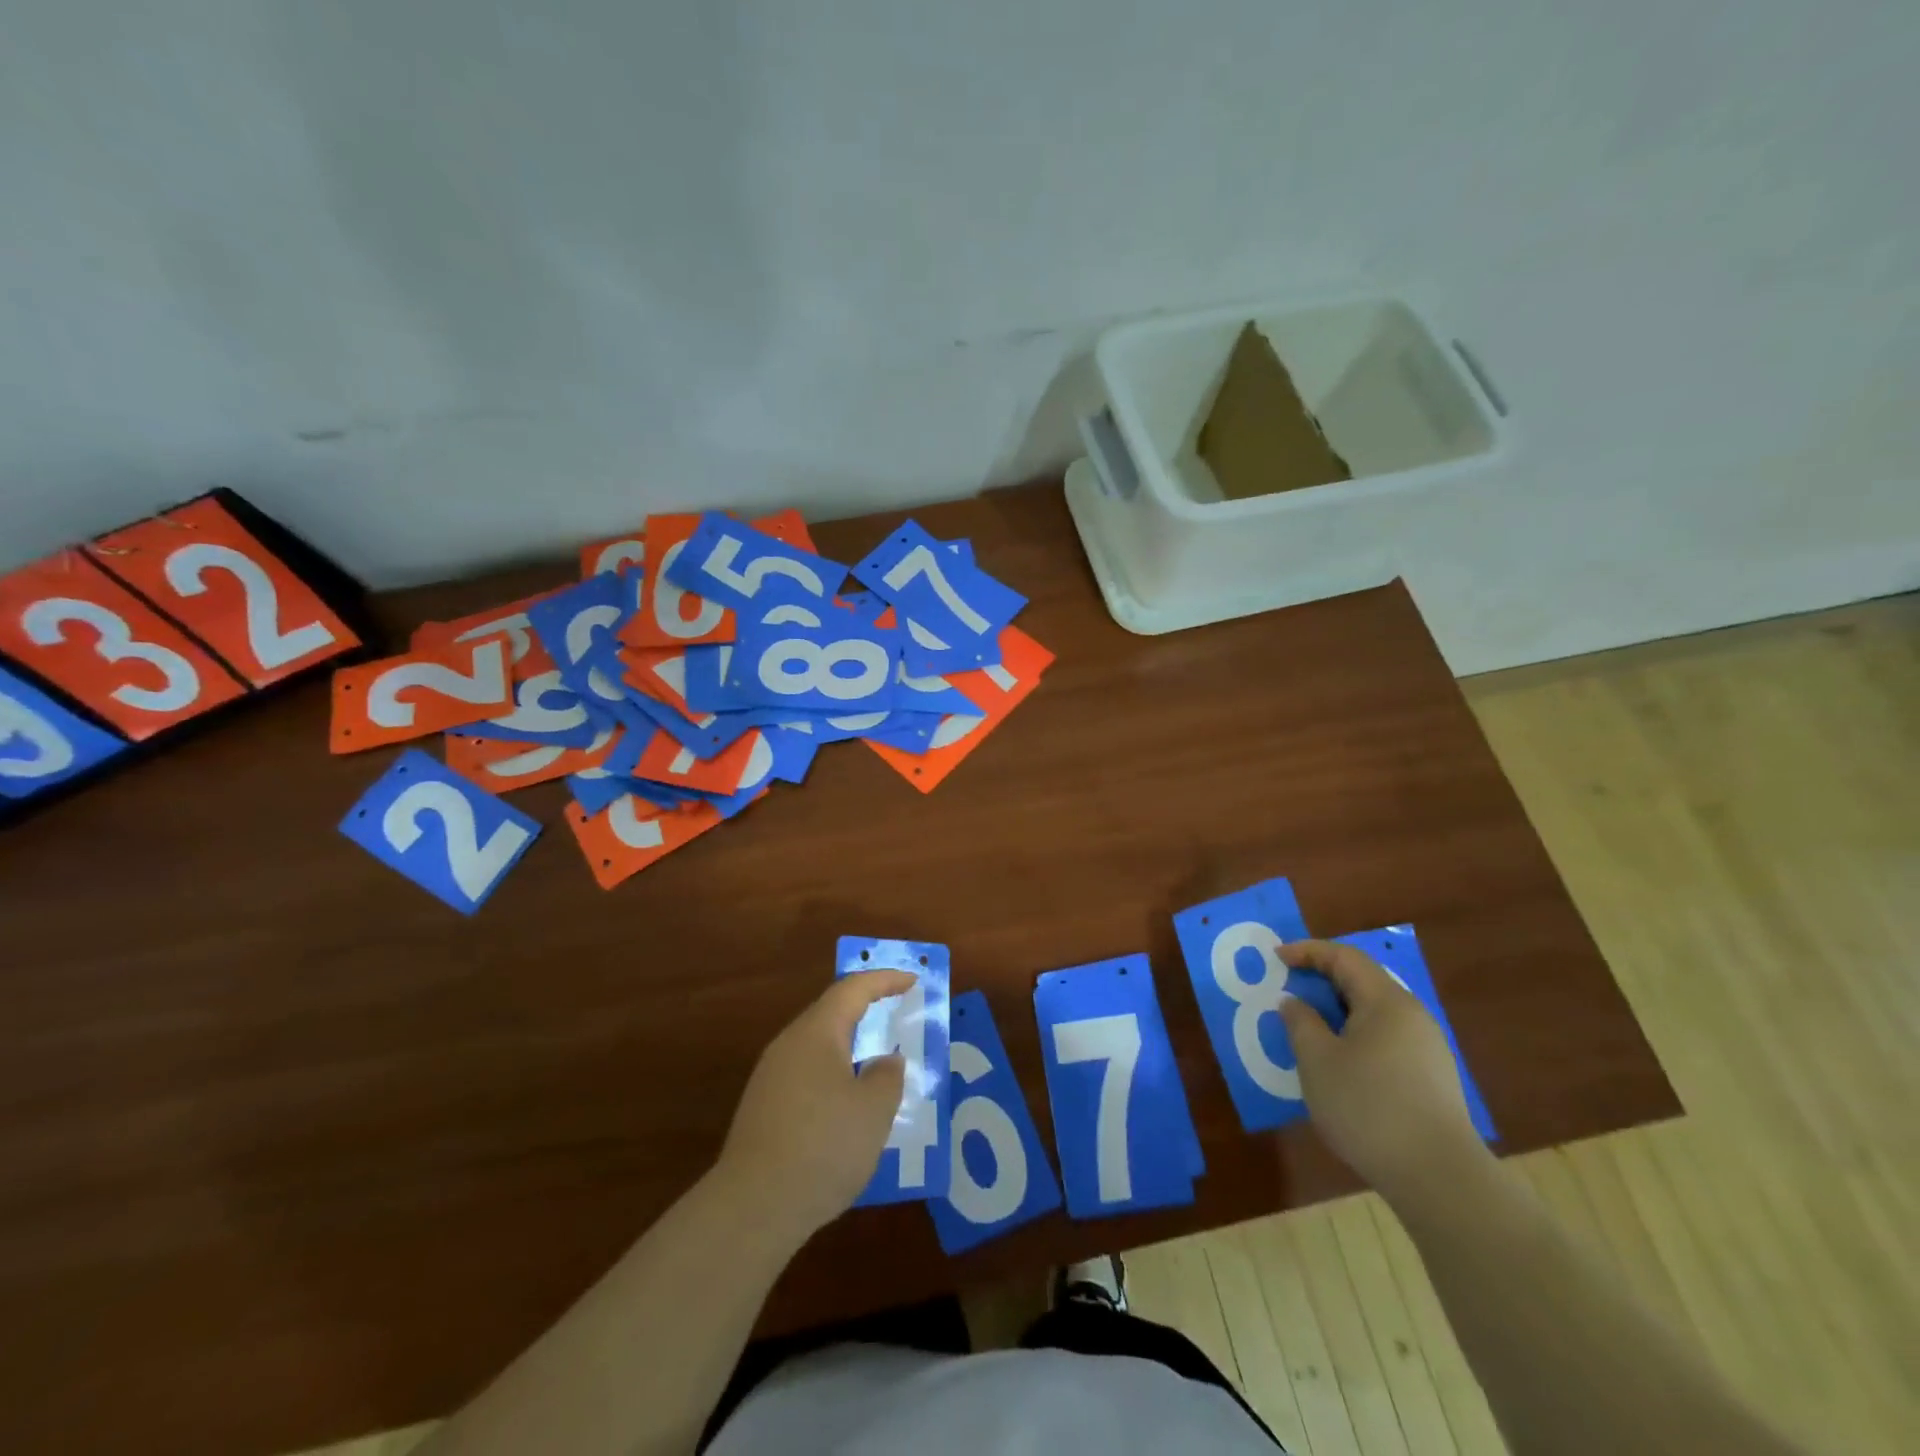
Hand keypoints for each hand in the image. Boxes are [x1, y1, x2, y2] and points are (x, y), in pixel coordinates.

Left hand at [716, 971, 913, 1240]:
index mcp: (817, 1032)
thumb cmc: (823, 1145)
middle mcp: (789, 1044)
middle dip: (866, 1010)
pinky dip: (834, 1075)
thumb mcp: (874, 1109)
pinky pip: (807, 1075)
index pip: (854, 989)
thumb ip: (887, 1075)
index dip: (886, 980)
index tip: (913, 981)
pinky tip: (848, 1105)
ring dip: (850, 1047)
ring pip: (818, 1046)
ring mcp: (771, 1077)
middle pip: (832, 1013)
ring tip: (879, 1062)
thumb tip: (884, 1061)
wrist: (754, 1207)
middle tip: (897, 1014)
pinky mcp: (763, 1109)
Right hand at [1279, 940, 1487, 1201]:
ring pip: (1374, 1012)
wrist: (1439, 1179)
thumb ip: (1300, 1022)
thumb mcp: (1317, 1061)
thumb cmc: (1369, 1107)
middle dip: (1322, 979)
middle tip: (1288, 989)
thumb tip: (1294, 1002)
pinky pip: (1385, 1038)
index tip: (1276, 958)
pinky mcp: (1431, 1078)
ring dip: (1337, 1011)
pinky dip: (1354, 1035)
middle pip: (1363, 981)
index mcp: (1386, 1002)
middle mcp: (1412, 1015)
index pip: (1345, 957)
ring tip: (1307, 1027)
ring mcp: (1427, 1048)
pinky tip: (1338, 1062)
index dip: (1308, 951)